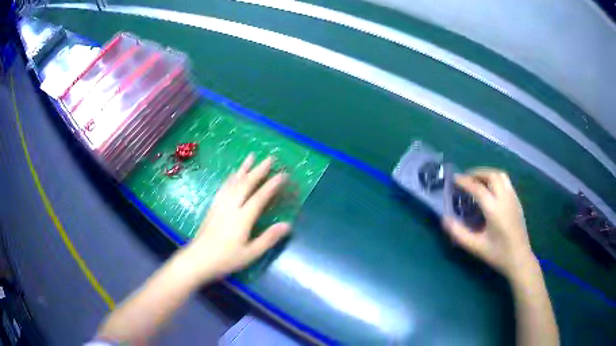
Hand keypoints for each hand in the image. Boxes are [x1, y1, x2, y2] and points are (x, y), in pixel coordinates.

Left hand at [181, 154, 290, 278]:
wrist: (198, 259)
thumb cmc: (226, 259)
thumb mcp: (250, 253)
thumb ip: (268, 238)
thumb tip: (287, 225)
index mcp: (242, 218)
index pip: (259, 197)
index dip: (271, 185)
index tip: (282, 174)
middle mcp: (231, 207)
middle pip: (246, 184)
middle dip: (258, 170)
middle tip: (269, 158)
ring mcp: (220, 205)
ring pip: (233, 183)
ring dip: (243, 168)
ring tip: (251, 156)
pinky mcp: (213, 207)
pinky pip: (224, 188)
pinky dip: (231, 178)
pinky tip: (233, 174)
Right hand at [442, 168, 535, 278]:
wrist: (519, 258)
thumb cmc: (498, 254)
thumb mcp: (475, 247)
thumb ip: (459, 233)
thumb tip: (444, 219)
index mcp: (494, 210)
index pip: (478, 188)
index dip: (465, 181)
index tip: (454, 179)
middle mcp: (505, 199)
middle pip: (491, 175)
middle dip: (477, 173)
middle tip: (466, 178)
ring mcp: (513, 198)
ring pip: (501, 175)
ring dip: (488, 173)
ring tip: (478, 180)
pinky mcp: (517, 201)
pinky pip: (506, 182)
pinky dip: (496, 179)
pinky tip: (491, 190)